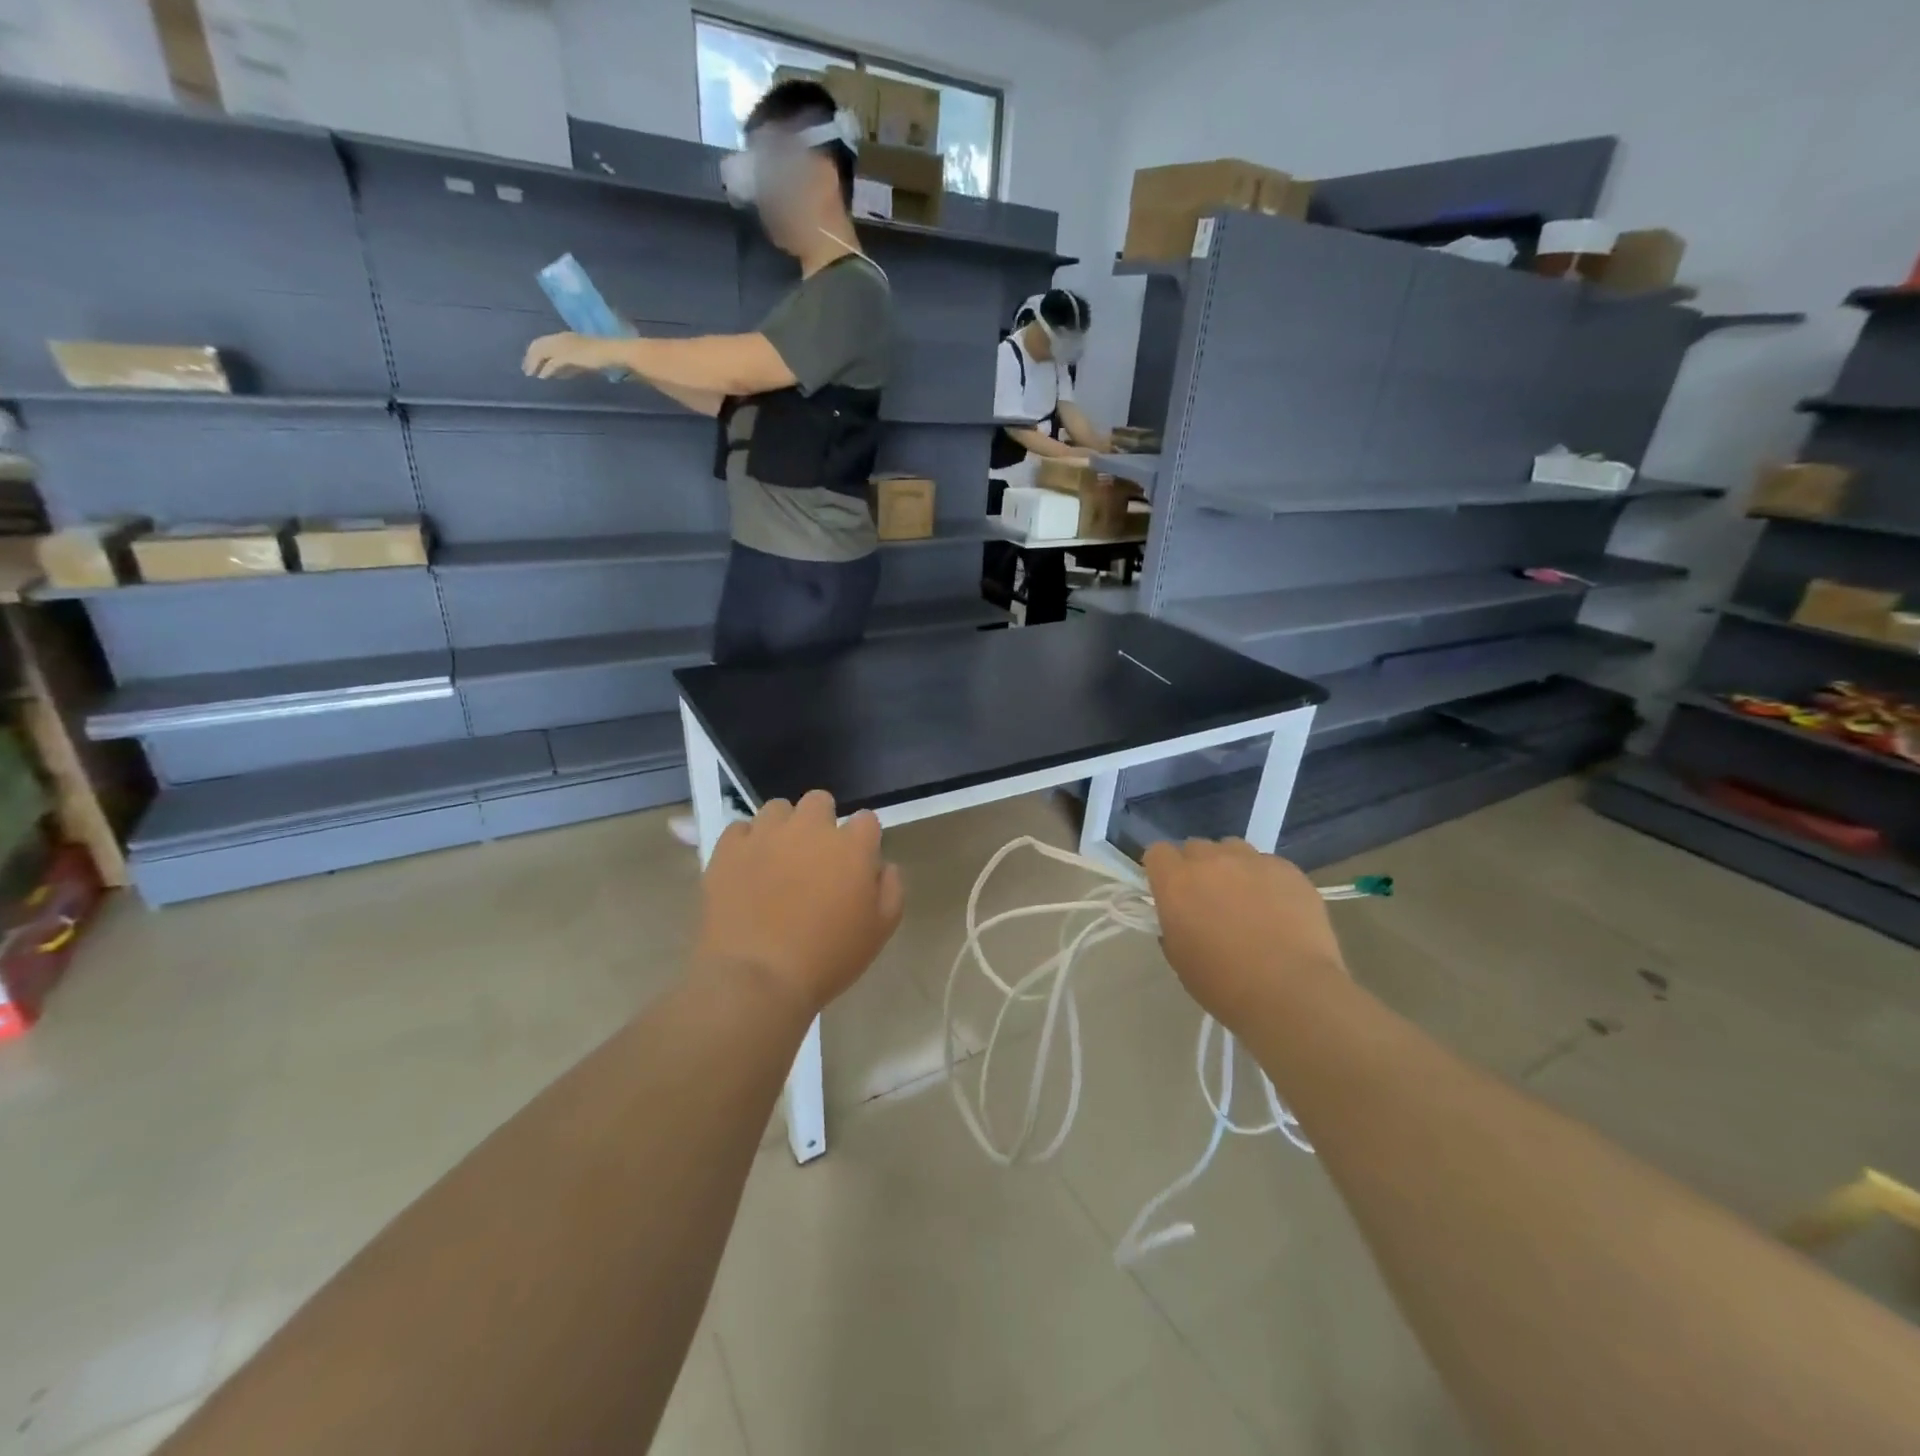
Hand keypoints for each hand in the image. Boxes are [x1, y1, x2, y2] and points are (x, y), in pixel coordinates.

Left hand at [522, 332, 616, 378]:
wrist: (612, 352)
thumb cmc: (603, 355)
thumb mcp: (582, 359)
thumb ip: (570, 365)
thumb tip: (558, 373)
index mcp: (565, 337)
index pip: (544, 342)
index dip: (535, 352)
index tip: (531, 361)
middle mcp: (560, 339)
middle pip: (538, 346)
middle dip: (530, 358)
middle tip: (526, 369)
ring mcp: (563, 347)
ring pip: (542, 353)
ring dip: (534, 363)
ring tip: (530, 373)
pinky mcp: (568, 356)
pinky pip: (552, 363)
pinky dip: (546, 369)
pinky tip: (542, 376)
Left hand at [694, 791, 904, 1018]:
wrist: (758, 978)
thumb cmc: (827, 958)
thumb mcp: (879, 932)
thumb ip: (891, 890)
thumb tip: (884, 866)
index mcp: (852, 846)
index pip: (866, 820)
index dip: (863, 839)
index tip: (856, 863)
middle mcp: (810, 828)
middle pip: (819, 801)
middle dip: (821, 821)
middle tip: (815, 857)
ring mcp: (766, 835)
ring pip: (777, 809)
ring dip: (783, 827)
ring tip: (777, 858)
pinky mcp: (729, 849)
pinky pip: (740, 829)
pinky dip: (746, 843)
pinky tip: (748, 867)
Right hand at [1143, 838, 1346, 1033]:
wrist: (1291, 992)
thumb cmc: (1224, 983)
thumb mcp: (1179, 957)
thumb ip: (1172, 924)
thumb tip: (1180, 916)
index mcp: (1176, 882)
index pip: (1158, 852)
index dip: (1163, 870)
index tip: (1170, 891)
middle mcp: (1211, 861)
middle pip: (1196, 847)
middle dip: (1197, 868)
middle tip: (1209, 899)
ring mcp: (1253, 861)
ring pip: (1233, 849)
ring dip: (1232, 867)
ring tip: (1246, 899)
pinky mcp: (1288, 870)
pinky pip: (1269, 864)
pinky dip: (1267, 880)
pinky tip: (1278, 909)